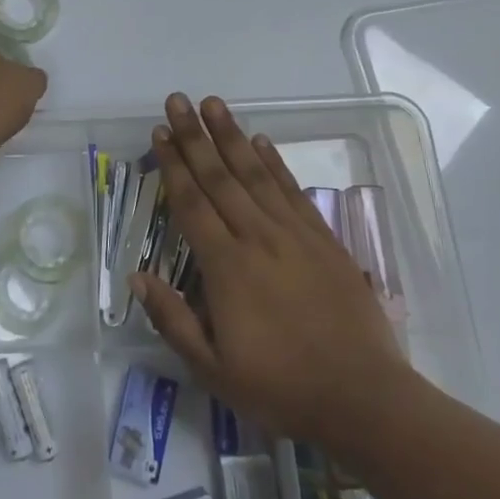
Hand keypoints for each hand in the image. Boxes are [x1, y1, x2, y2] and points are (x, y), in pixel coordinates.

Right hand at [132, 94, 411, 446]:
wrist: (363, 398)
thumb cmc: (282, 388)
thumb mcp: (213, 370)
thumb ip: (172, 319)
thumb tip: (136, 277)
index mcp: (225, 266)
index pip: (191, 203)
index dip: (173, 165)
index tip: (159, 132)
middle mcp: (256, 237)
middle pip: (219, 176)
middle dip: (195, 136)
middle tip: (178, 100)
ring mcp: (293, 234)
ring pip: (255, 173)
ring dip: (231, 136)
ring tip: (214, 103)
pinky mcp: (323, 239)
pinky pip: (293, 191)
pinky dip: (276, 162)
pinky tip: (262, 141)